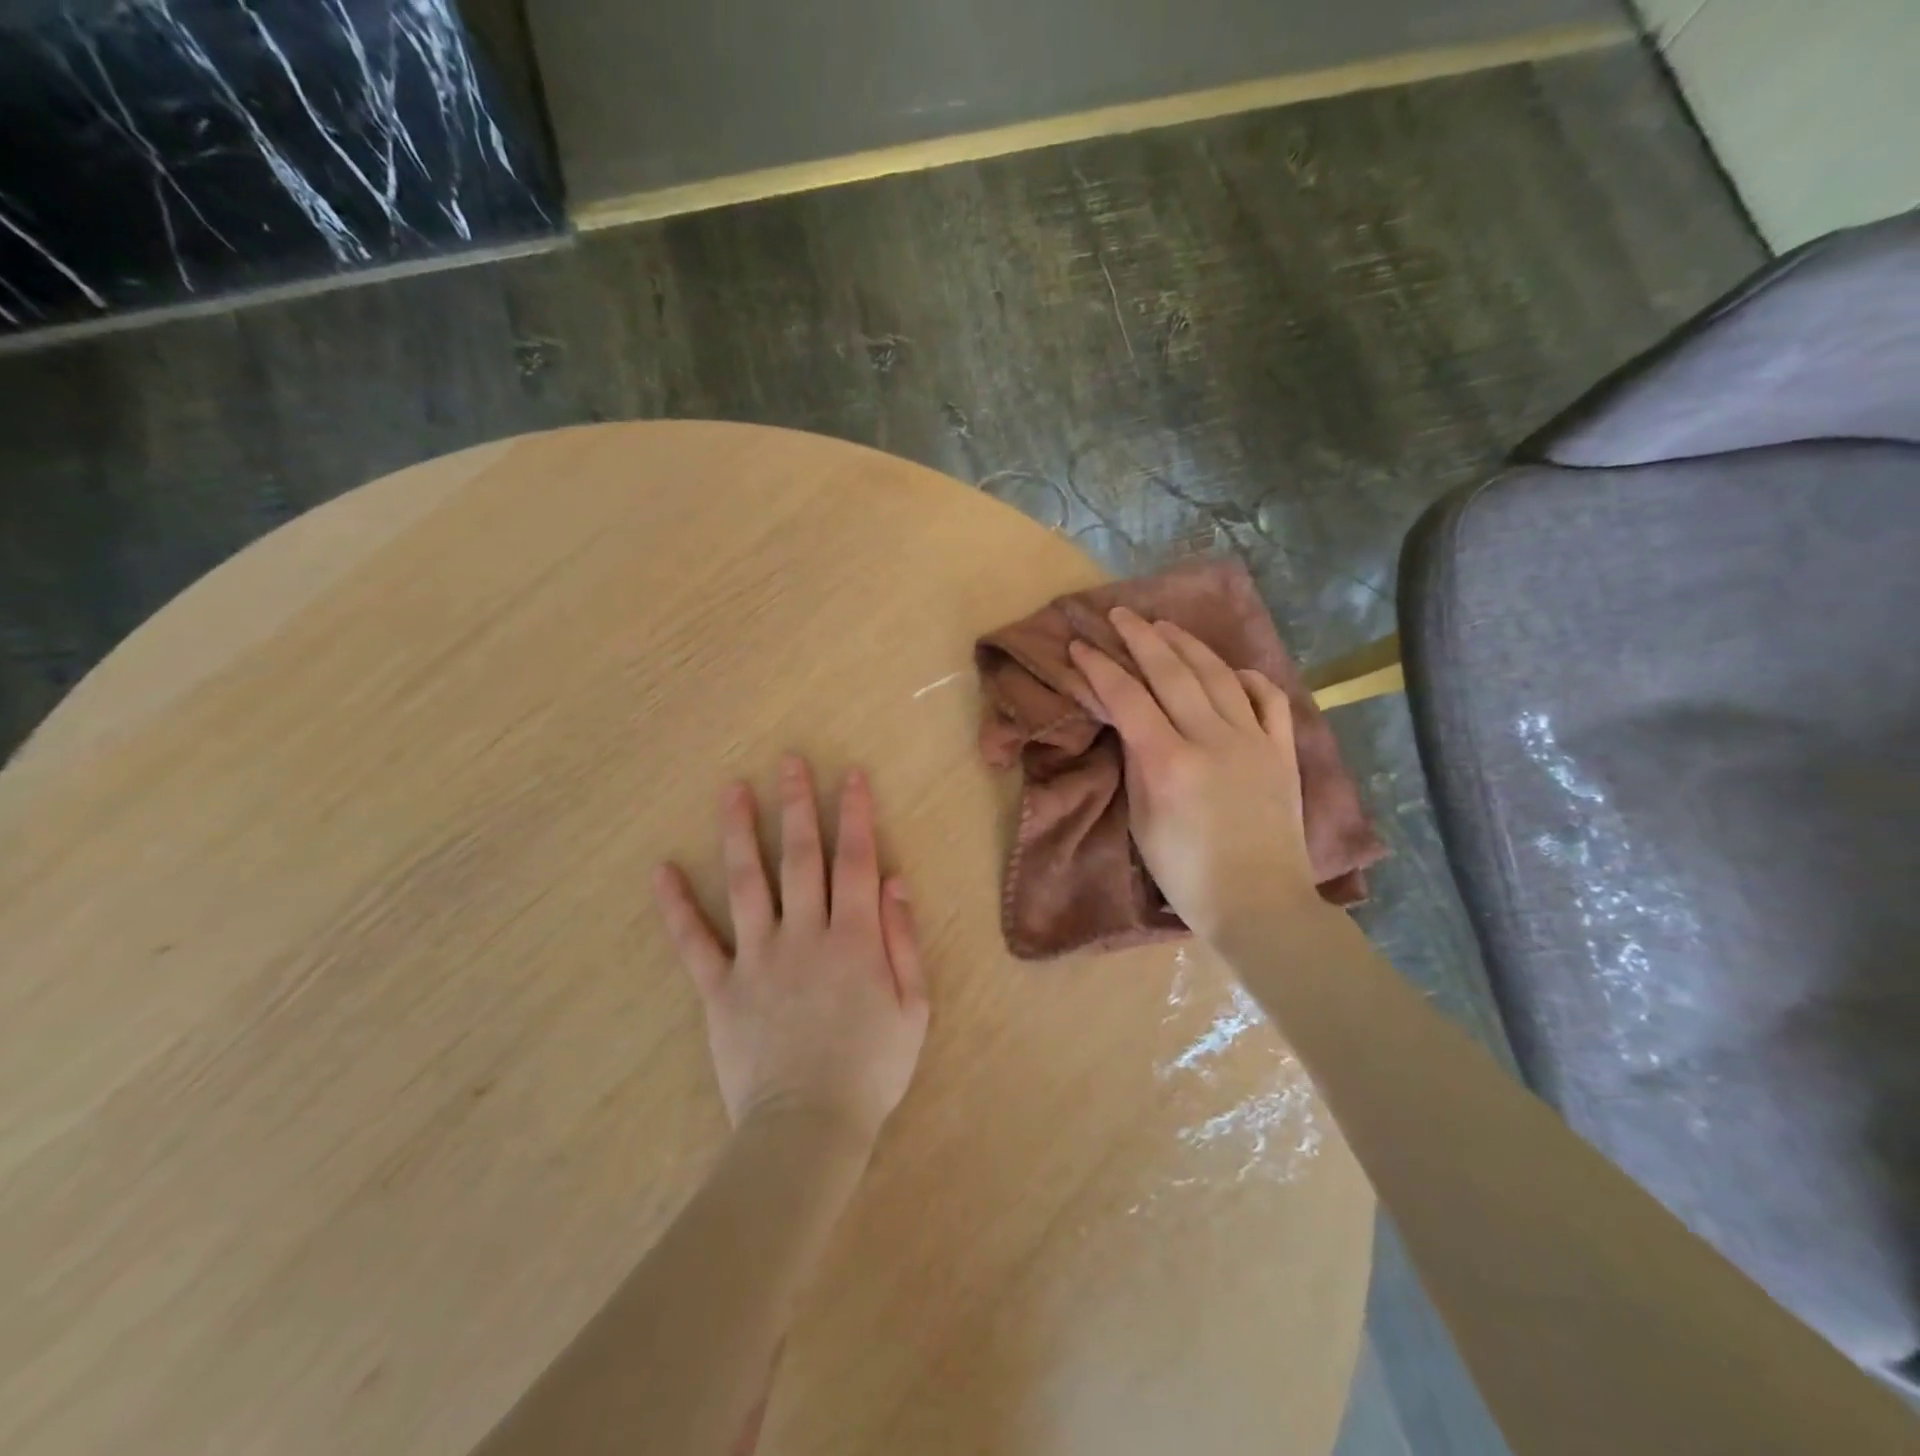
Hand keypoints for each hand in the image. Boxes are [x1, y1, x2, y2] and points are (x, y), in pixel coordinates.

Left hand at [653, 756, 929, 1148]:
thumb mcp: (914, 1007)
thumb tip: (894, 880)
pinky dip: (676, 907)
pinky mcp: (720, 988)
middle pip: (800, 857)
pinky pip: (694, 942)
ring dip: (740, 833)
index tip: (850, 775)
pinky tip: (662, 871)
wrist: (809, 1130)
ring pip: (747, 883)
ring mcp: (757, 958)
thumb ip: (904, 940)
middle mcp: (805, 934)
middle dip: (797, 805)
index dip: (855, 814)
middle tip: (789, 762)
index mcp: (855, 938)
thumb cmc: (872, 1069)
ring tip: (731, 790)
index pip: (856, 860)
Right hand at [1069, 606, 1318, 942]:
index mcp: (1169, 761)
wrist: (1259, 902)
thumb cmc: (1186, 874)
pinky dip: (1248, 678)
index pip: (1127, 698)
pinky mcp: (1282, 750)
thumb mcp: (1142, 822)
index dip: (1100, 668)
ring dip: (1187, 645)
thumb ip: (1136, 765)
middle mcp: (1212, 739)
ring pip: (1218, 675)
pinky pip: (1269, 699)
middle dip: (1141, 637)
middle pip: (1172, 672)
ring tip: (1165, 625)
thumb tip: (1132, 726)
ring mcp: (1253, 740)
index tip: (1080, 645)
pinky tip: (1231, 670)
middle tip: (1120, 614)